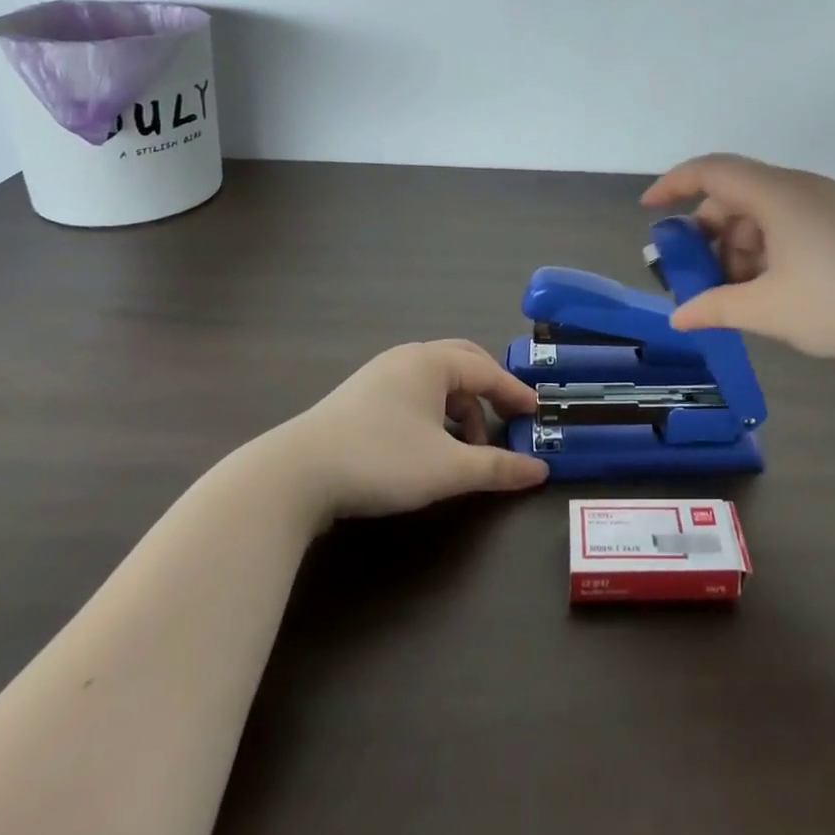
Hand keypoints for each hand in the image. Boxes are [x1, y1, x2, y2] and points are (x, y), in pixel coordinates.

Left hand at [274, 341, 548, 519]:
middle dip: (489, 390)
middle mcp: (407, 358)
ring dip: (460, 408)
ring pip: (435, 381)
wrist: (294, 475)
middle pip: (462, 363)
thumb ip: (497, 468)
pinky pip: (412, 393)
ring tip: (467, 446)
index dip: (515, 393)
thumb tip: (541, 471)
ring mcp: (379, 375)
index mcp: (431, 362)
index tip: (536, 415)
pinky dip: (434, 413)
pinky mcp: (358, 398)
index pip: (488, 371)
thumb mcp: (447, 469)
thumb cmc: (381, 460)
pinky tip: (430, 445)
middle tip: (507, 416)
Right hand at [642, 154, 834, 360]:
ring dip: (738, 249)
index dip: (673, 185)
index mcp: (777, 194)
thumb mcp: (770, 311)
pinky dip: (766, 251)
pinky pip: (788, 226)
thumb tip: (679, 317)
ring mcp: (825, 204)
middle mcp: (799, 188)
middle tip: (695, 277)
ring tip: (735, 295)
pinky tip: (769, 291)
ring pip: (762, 214)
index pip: (711, 170)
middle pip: (735, 196)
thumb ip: (717, 308)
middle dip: (708, 235)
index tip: (649, 210)